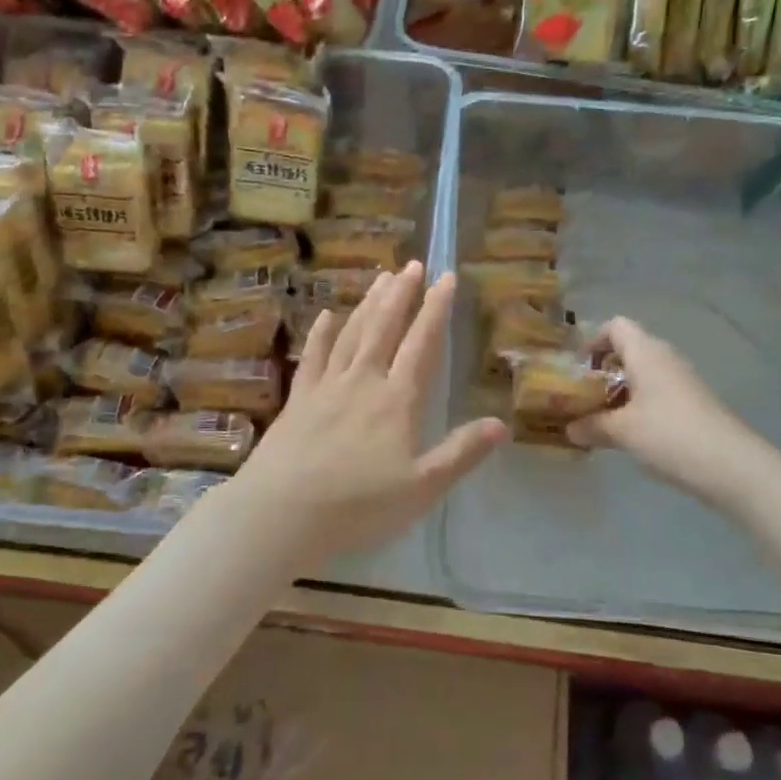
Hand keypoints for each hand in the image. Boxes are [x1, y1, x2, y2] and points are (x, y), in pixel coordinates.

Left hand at [230, 262, 508, 570]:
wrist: (280, 515)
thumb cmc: (357, 507)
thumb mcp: (421, 488)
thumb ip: (460, 453)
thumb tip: (500, 424)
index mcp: (397, 401)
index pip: (422, 345)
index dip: (436, 310)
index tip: (446, 277)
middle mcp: (362, 383)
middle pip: (384, 329)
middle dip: (401, 294)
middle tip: (412, 264)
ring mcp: (325, 388)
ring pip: (352, 335)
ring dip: (368, 304)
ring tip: (382, 278)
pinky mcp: (297, 400)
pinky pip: (312, 357)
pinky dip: (322, 334)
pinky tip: (327, 315)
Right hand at [567, 317, 762, 509]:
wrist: (731, 464)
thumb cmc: (669, 435)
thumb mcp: (622, 431)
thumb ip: (592, 425)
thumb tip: (569, 428)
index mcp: (645, 352)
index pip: (615, 326)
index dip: (592, 341)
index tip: (577, 369)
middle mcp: (665, 358)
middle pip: (628, 349)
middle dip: (602, 370)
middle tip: (583, 397)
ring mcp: (682, 380)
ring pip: (643, 373)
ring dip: (620, 390)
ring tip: (601, 418)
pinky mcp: (692, 402)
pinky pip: (657, 392)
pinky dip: (638, 405)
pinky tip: (630, 433)